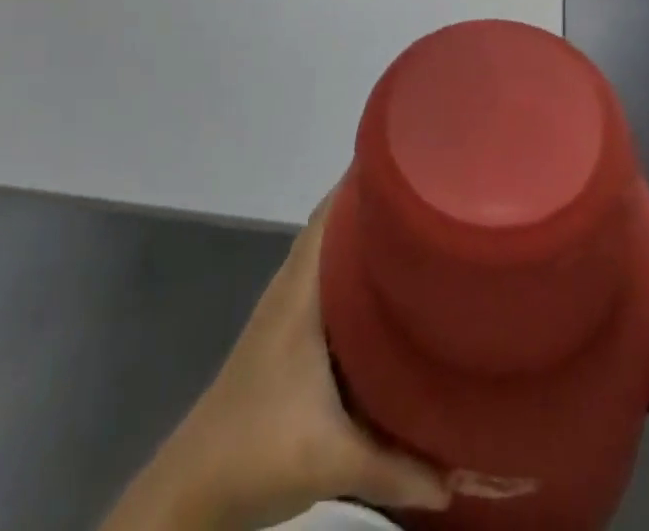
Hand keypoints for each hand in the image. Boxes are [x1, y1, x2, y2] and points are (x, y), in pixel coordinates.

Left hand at [102, 194, 450, 530]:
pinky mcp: (285, 337)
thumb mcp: (334, 460)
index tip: (406, 159)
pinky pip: (324, 283)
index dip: (363, 180)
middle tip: (425, 193)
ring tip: (412, 231)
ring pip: (328, 255)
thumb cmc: (257, 449)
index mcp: (301, 290)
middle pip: (333, 226)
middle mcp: (292, 287)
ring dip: (361, 239)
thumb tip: (457, 480)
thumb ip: (398, 468)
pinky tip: (381, 293)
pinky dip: (350, 273)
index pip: (331, 213)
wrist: (190, 489)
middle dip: (374, 206)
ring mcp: (285, 311)